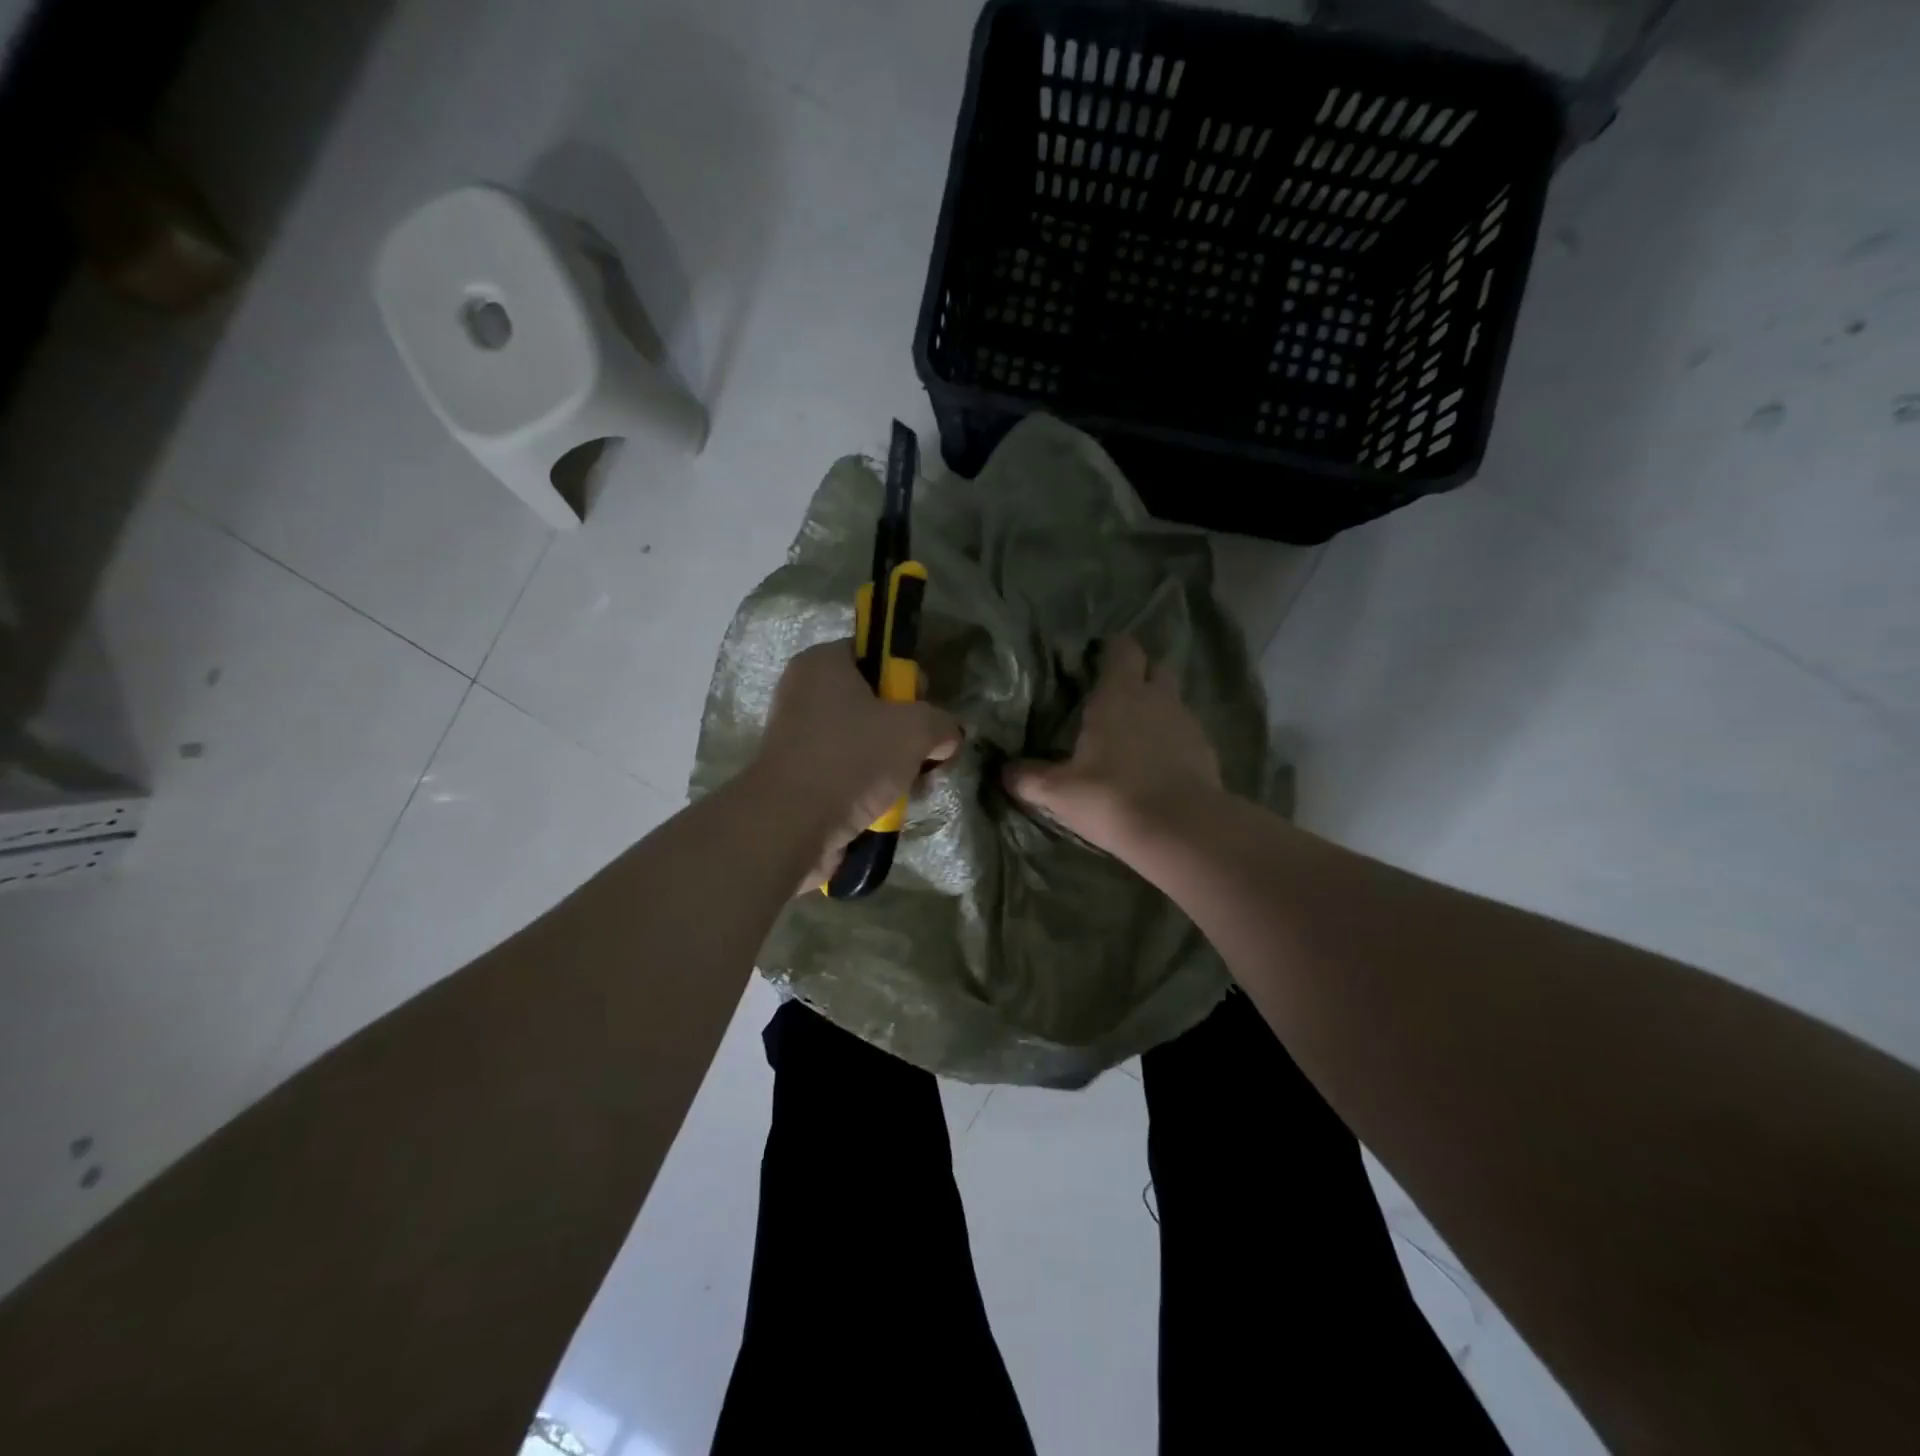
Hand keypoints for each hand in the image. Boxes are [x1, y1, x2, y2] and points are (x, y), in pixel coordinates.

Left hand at [749, 640, 960, 891]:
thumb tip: (947, 737)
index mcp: (823, 663)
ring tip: (910, 789)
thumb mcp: (916, 730)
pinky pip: (847, 771)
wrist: (791, 824)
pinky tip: (888, 807)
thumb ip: (942, 724)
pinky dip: (869, 787)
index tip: (925, 709)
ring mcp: (798, 736)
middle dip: (906, 732)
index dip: (909, 679)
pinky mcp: (798, 775)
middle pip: (874, 703)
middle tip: (924, 755)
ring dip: (893, 765)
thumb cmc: (852, 759)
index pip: (877, 655)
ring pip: (864, 741)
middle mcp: (804, 692)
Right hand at [1002, 635, 1221, 859]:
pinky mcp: (1207, 750)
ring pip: (1173, 700)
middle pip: (1155, 667)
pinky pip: (1186, 733)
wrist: (1180, 830)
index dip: (1110, 649)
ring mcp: (1187, 722)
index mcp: (1119, 693)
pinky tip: (1158, 764)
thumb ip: (1028, 777)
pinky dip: (1173, 740)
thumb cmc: (1111, 796)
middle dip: (1139, 673)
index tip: (1094, 660)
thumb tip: (1004, 771)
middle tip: (1116, 695)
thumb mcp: (1058, 792)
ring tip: (1135, 734)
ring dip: (1157, 708)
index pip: (1122, 648)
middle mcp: (1157, 697)